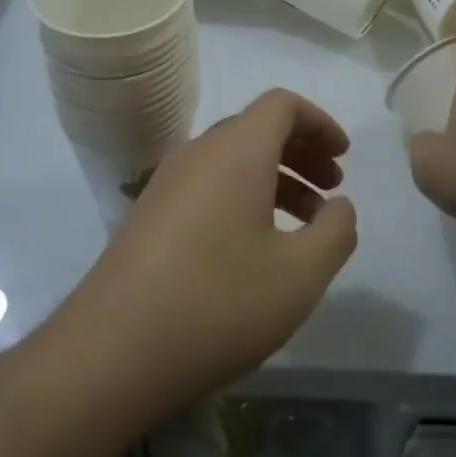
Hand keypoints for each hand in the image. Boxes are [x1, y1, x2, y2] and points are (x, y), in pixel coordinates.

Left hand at [57, 90, 357, 418]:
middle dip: (301, 152)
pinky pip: (208, 186)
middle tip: (331, 190)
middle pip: (257, 129)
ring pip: (232, 161)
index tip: (343, 157)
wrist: (112, 352)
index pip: (282, 104)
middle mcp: (198, 153)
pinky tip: (256, 248)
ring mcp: (167, 184)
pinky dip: (243, 198)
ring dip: (275, 179)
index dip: (319, 123)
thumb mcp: (300, 274)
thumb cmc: (218, 302)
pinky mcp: (149, 216)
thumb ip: (336, 232)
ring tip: (303, 226)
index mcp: (236, 150)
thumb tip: (340, 207)